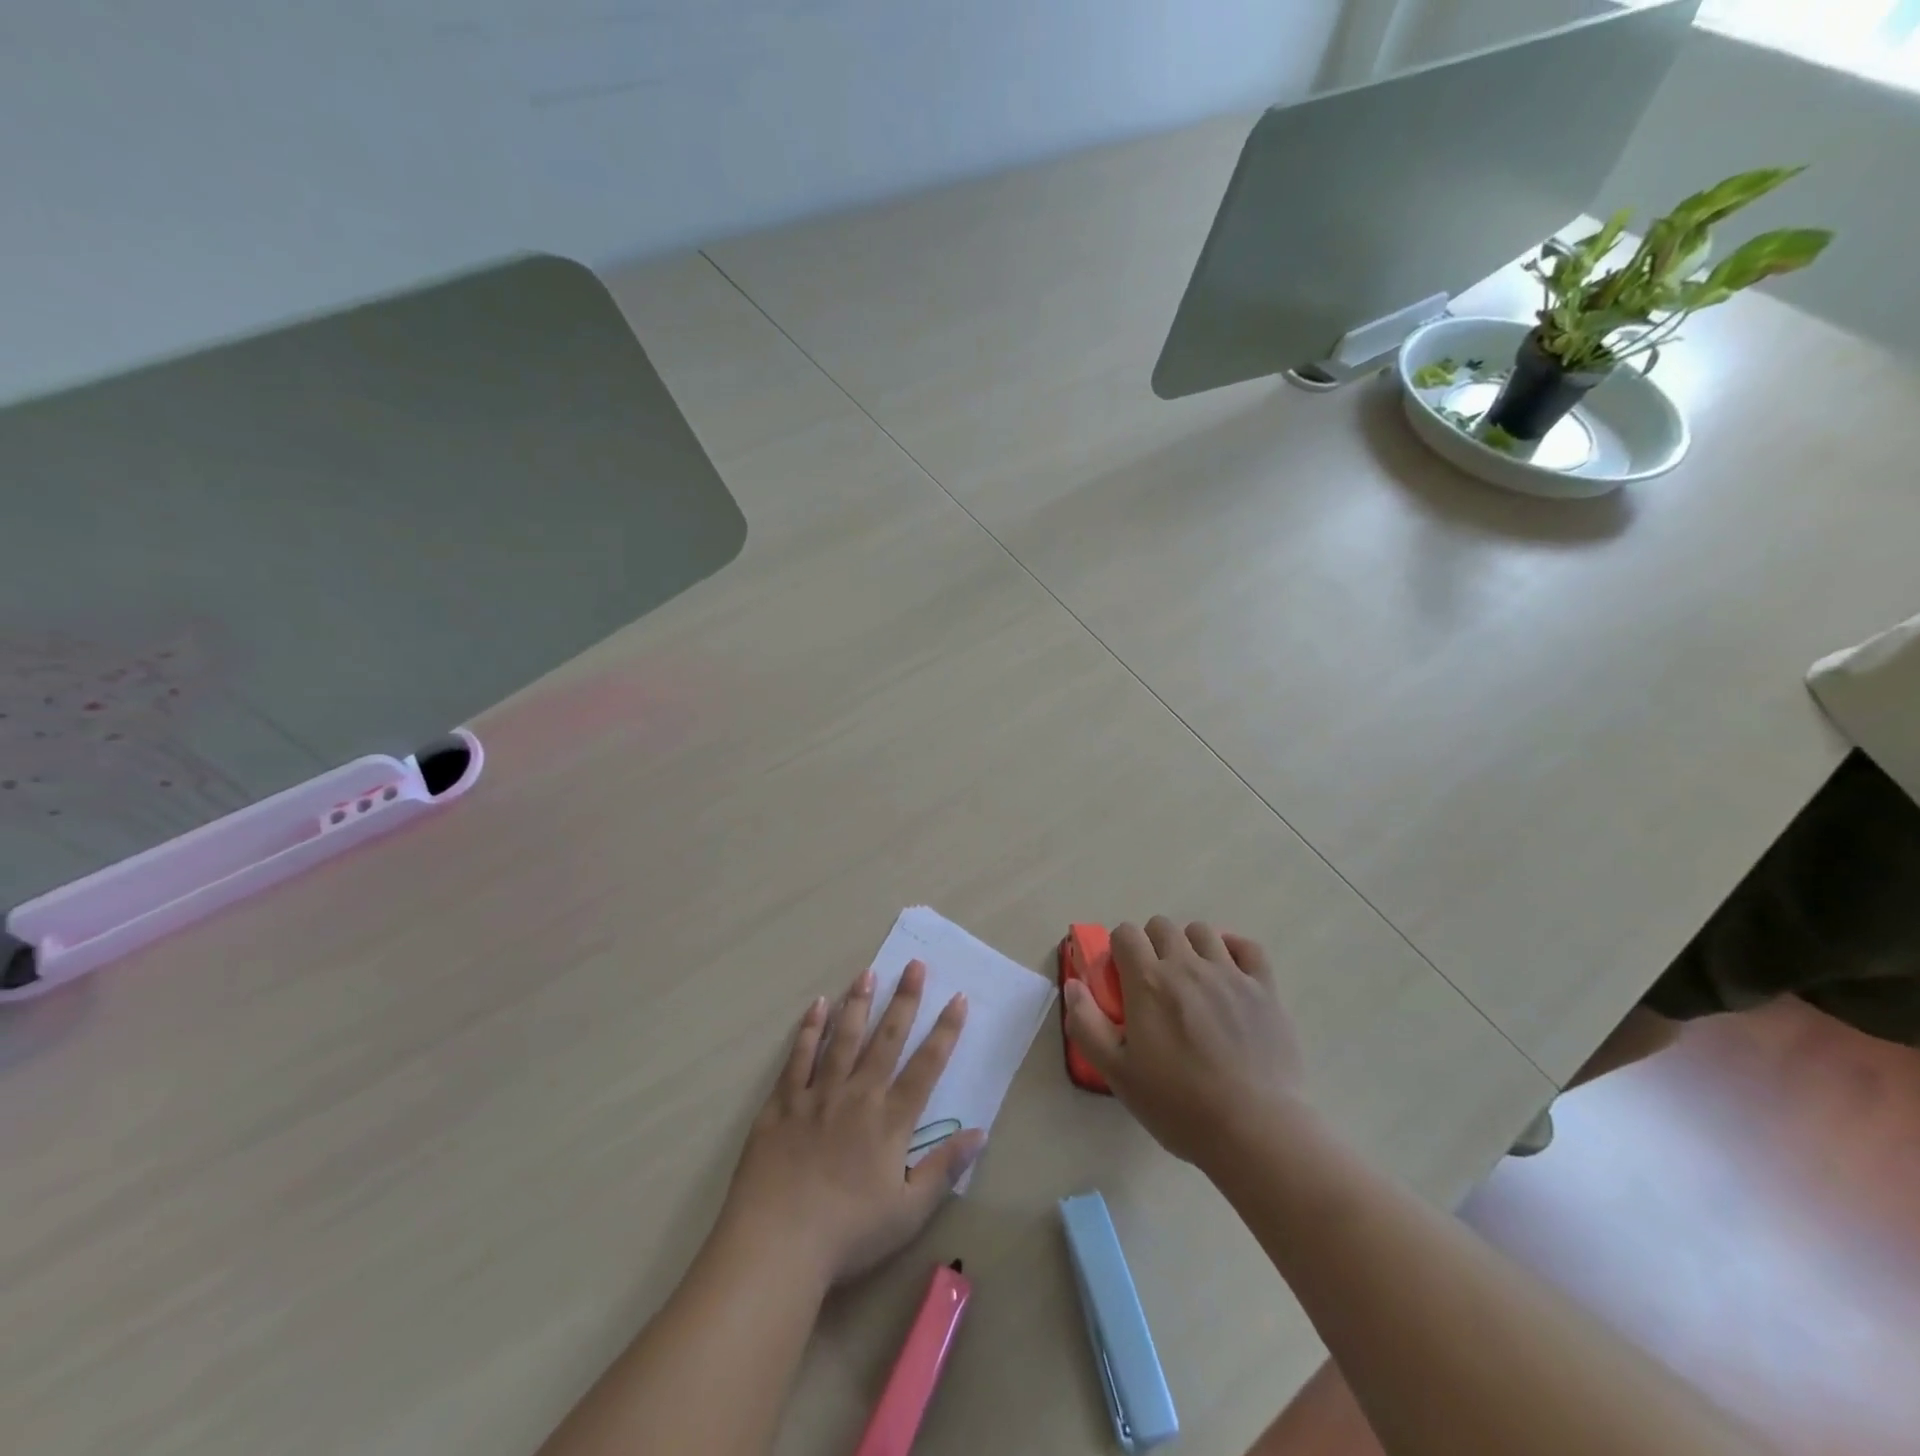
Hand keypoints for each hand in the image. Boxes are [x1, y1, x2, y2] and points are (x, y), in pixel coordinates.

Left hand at [719, 961, 982, 1285]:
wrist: (777, 1245)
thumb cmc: (848, 1234)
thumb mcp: (909, 1212)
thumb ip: (944, 1168)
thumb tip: (981, 1132)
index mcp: (890, 1121)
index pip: (926, 1066)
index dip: (945, 1031)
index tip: (958, 998)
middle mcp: (857, 1095)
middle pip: (886, 1039)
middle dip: (904, 1000)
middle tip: (914, 964)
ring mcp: (817, 1095)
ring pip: (843, 1038)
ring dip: (858, 1003)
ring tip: (868, 972)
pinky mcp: (782, 1103)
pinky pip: (798, 1057)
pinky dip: (809, 1030)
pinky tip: (817, 1006)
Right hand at [1064, 917, 1305, 1166]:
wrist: (1255, 1131)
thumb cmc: (1179, 1105)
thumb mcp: (1117, 1073)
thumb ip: (1086, 1024)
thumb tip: (1073, 985)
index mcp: (1148, 981)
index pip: (1125, 934)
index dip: (1119, 950)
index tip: (1122, 979)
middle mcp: (1187, 965)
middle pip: (1161, 926)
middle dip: (1151, 945)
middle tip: (1155, 984)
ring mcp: (1230, 974)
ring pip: (1202, 931)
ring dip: (1190, 946)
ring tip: (1192, 979)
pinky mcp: (1265, 989)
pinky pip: (1248, 947)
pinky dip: (1234, 950)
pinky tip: (1229, 972)